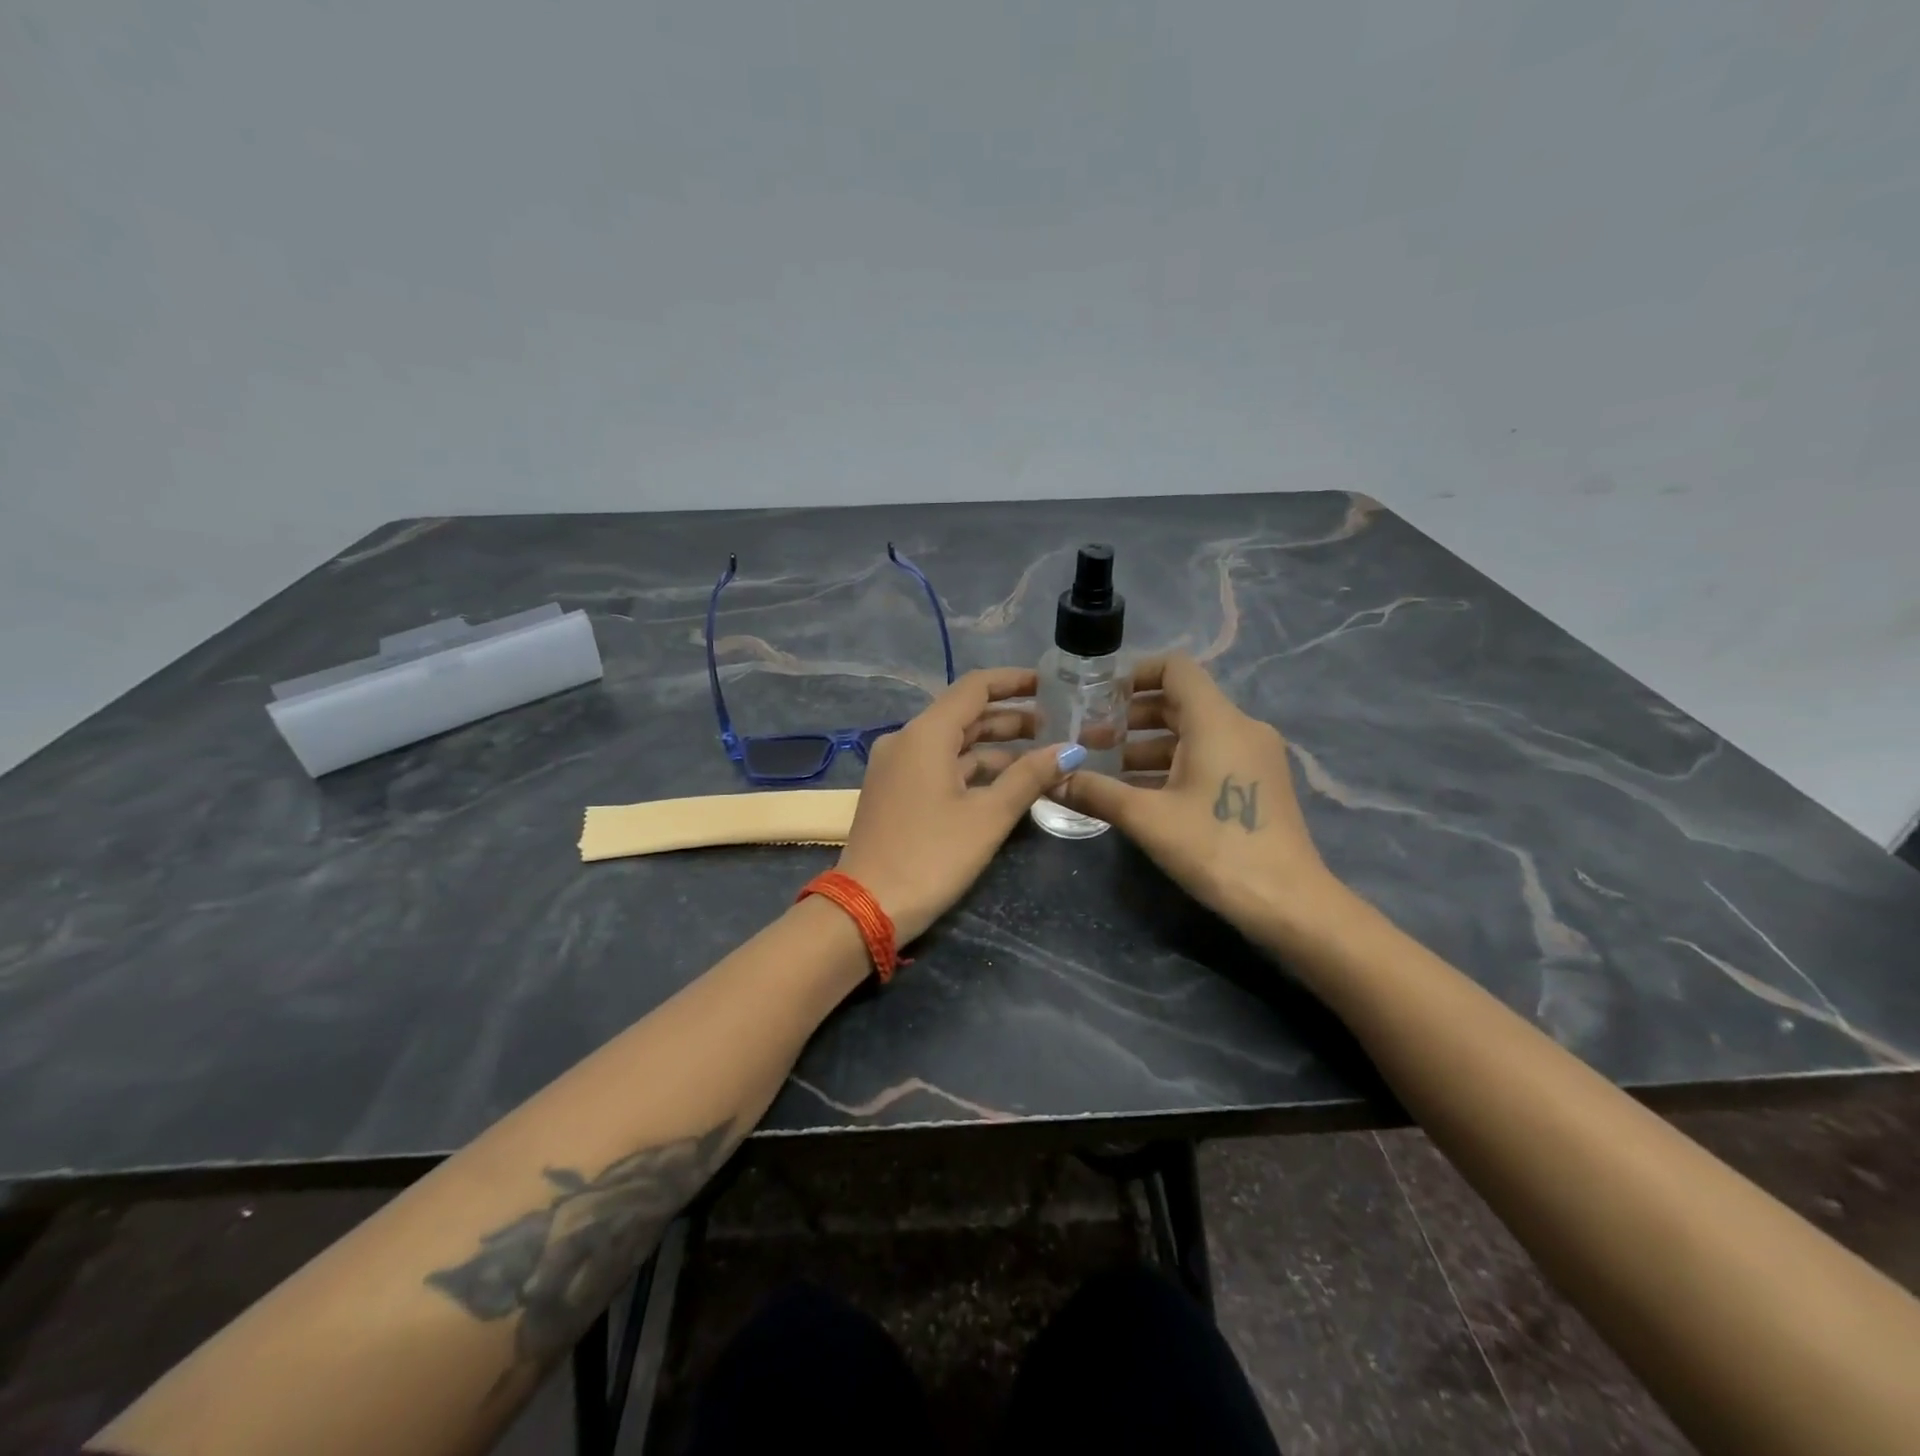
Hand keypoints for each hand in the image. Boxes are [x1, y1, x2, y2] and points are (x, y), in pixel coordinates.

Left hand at [837, 668, 1077, 942]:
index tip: (1050, 685)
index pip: (974, 687)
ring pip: (953, 743)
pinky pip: (939, 766)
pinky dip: (972, 769)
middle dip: (1010, 718)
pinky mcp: (895, 792)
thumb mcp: (988, 816)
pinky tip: (1005, 782)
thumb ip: (1029, 777)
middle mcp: (906, 740)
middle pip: (964, 714)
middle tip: (1056, 726)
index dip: (1014, 682)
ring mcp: (897, 767)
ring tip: (1040, 755)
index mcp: (925, 734)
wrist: (868, 907)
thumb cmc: (932, 856)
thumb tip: (1069, 750)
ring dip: (994, 747)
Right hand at [1051, 654, 1342, 931]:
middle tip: (1089, 736)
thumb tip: (1050, 780)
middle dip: (1131, 715)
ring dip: (1148, 743)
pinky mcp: (1256, 782)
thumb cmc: (1216, 848)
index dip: (1135, 672)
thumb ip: (1096, 792)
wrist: (1288, 903)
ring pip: (1192, 733)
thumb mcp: (1147, 819)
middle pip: (1180, 701)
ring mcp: (1253, 756)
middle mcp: (1240, 727)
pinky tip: (1138, 790)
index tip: (1098, 695)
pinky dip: (1172, 763)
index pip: (1175, 668)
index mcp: (1217, 721)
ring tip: (1104, 765)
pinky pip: (1208, 755)